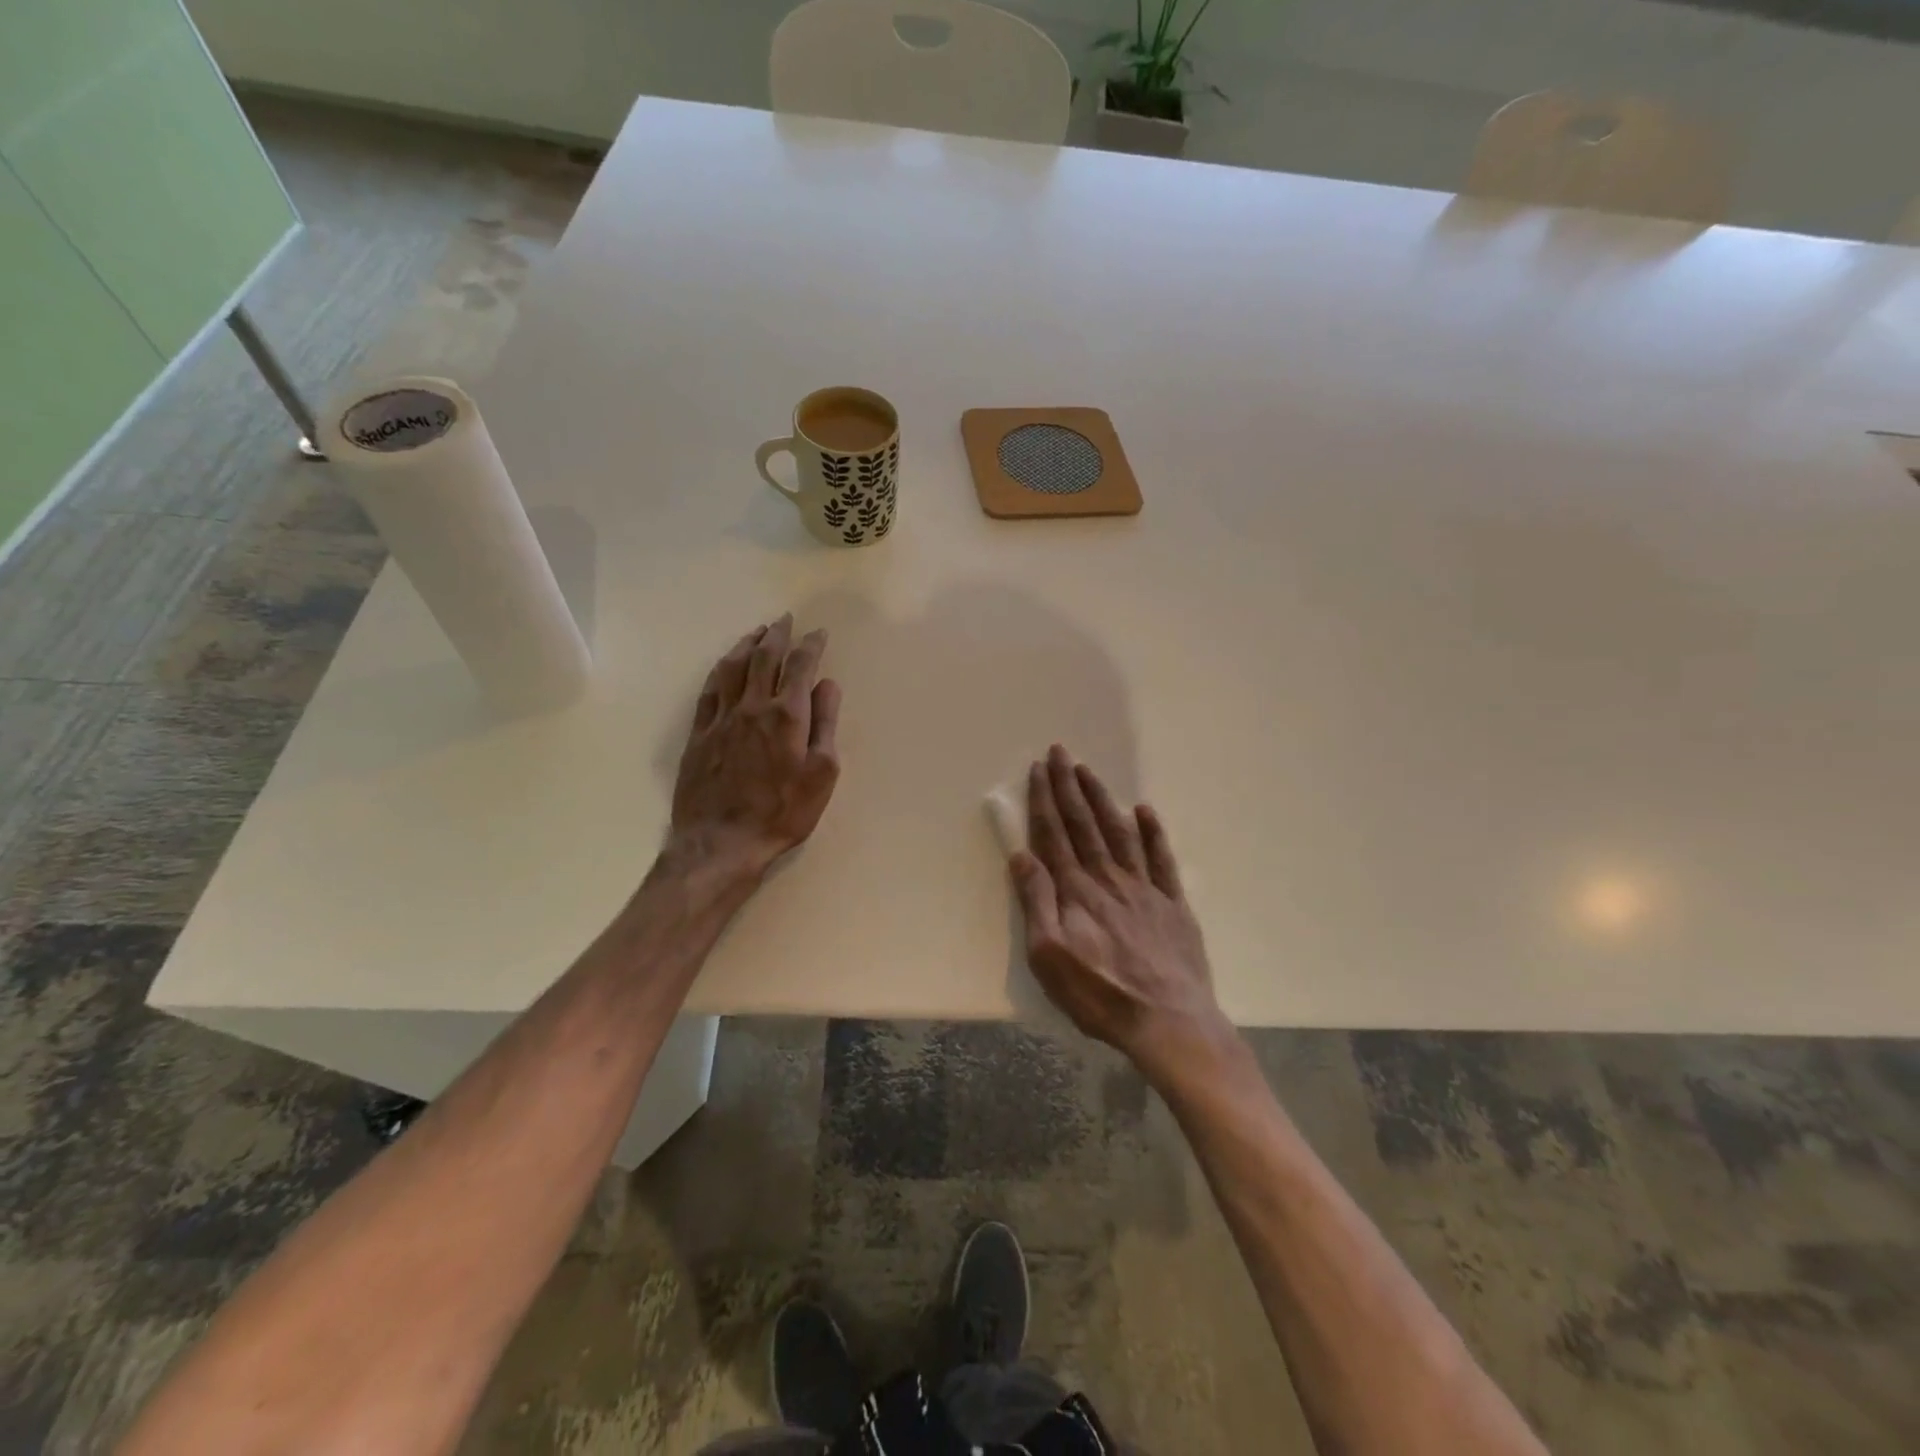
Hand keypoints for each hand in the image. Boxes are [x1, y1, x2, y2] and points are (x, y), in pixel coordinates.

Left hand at [669, 614, 840, 878]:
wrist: (722, 842)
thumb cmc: (783, 812)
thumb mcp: (822, 774)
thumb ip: (825, 725)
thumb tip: (828, 685)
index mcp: (787, 715)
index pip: (800, 667)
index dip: (810, 646)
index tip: (818, 633)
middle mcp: (752, 707)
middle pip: (764, 658)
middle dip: (777, 635)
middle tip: (785, 620)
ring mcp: (722, 718)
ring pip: (733, 667)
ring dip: (747, 644)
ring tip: (757, 632)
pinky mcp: (699, 734)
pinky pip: (710, 690)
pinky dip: (721, 670)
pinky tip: (725, 665)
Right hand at [1010, 746, 1230, 1084]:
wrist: (1168, 1021)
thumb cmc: (1100, 994)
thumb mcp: (1049, 956)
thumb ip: (1036, 902)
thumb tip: (1021, 855)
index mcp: (1076, 890)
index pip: (1054, 834)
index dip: (1044, 799)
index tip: (1038, 769)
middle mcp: (1108, 877)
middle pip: (1084, 823)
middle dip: (1069, 786)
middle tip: (1060, 752)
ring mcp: (1144, 887)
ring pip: (1120, 831)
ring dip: (1102, 799)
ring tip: (1089, 772)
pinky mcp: (1172, 903)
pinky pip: (1162, 859)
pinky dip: (1153, 832)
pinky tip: (1145, 811)